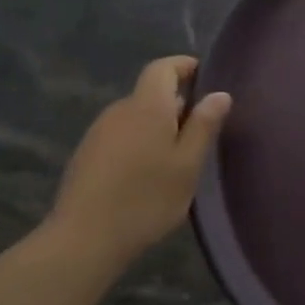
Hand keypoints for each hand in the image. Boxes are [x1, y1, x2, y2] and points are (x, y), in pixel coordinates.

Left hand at [39, 56, 231, 267]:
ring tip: (176, 156)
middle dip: (175, 103)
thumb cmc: (147, 198)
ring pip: (135, 116)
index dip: (183, 66)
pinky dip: (138, 142)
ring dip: (156, 125)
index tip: (204, 76)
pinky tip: (147, 173)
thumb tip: (219, 94)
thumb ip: (204, 126)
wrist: (84, 238)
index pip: (162, 68)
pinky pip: (120, 135)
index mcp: (147, 106)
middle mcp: (119, 110)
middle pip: (149, 93)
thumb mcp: (188, 165)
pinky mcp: (86, 155)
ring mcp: (98, 132)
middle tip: (199, 130)